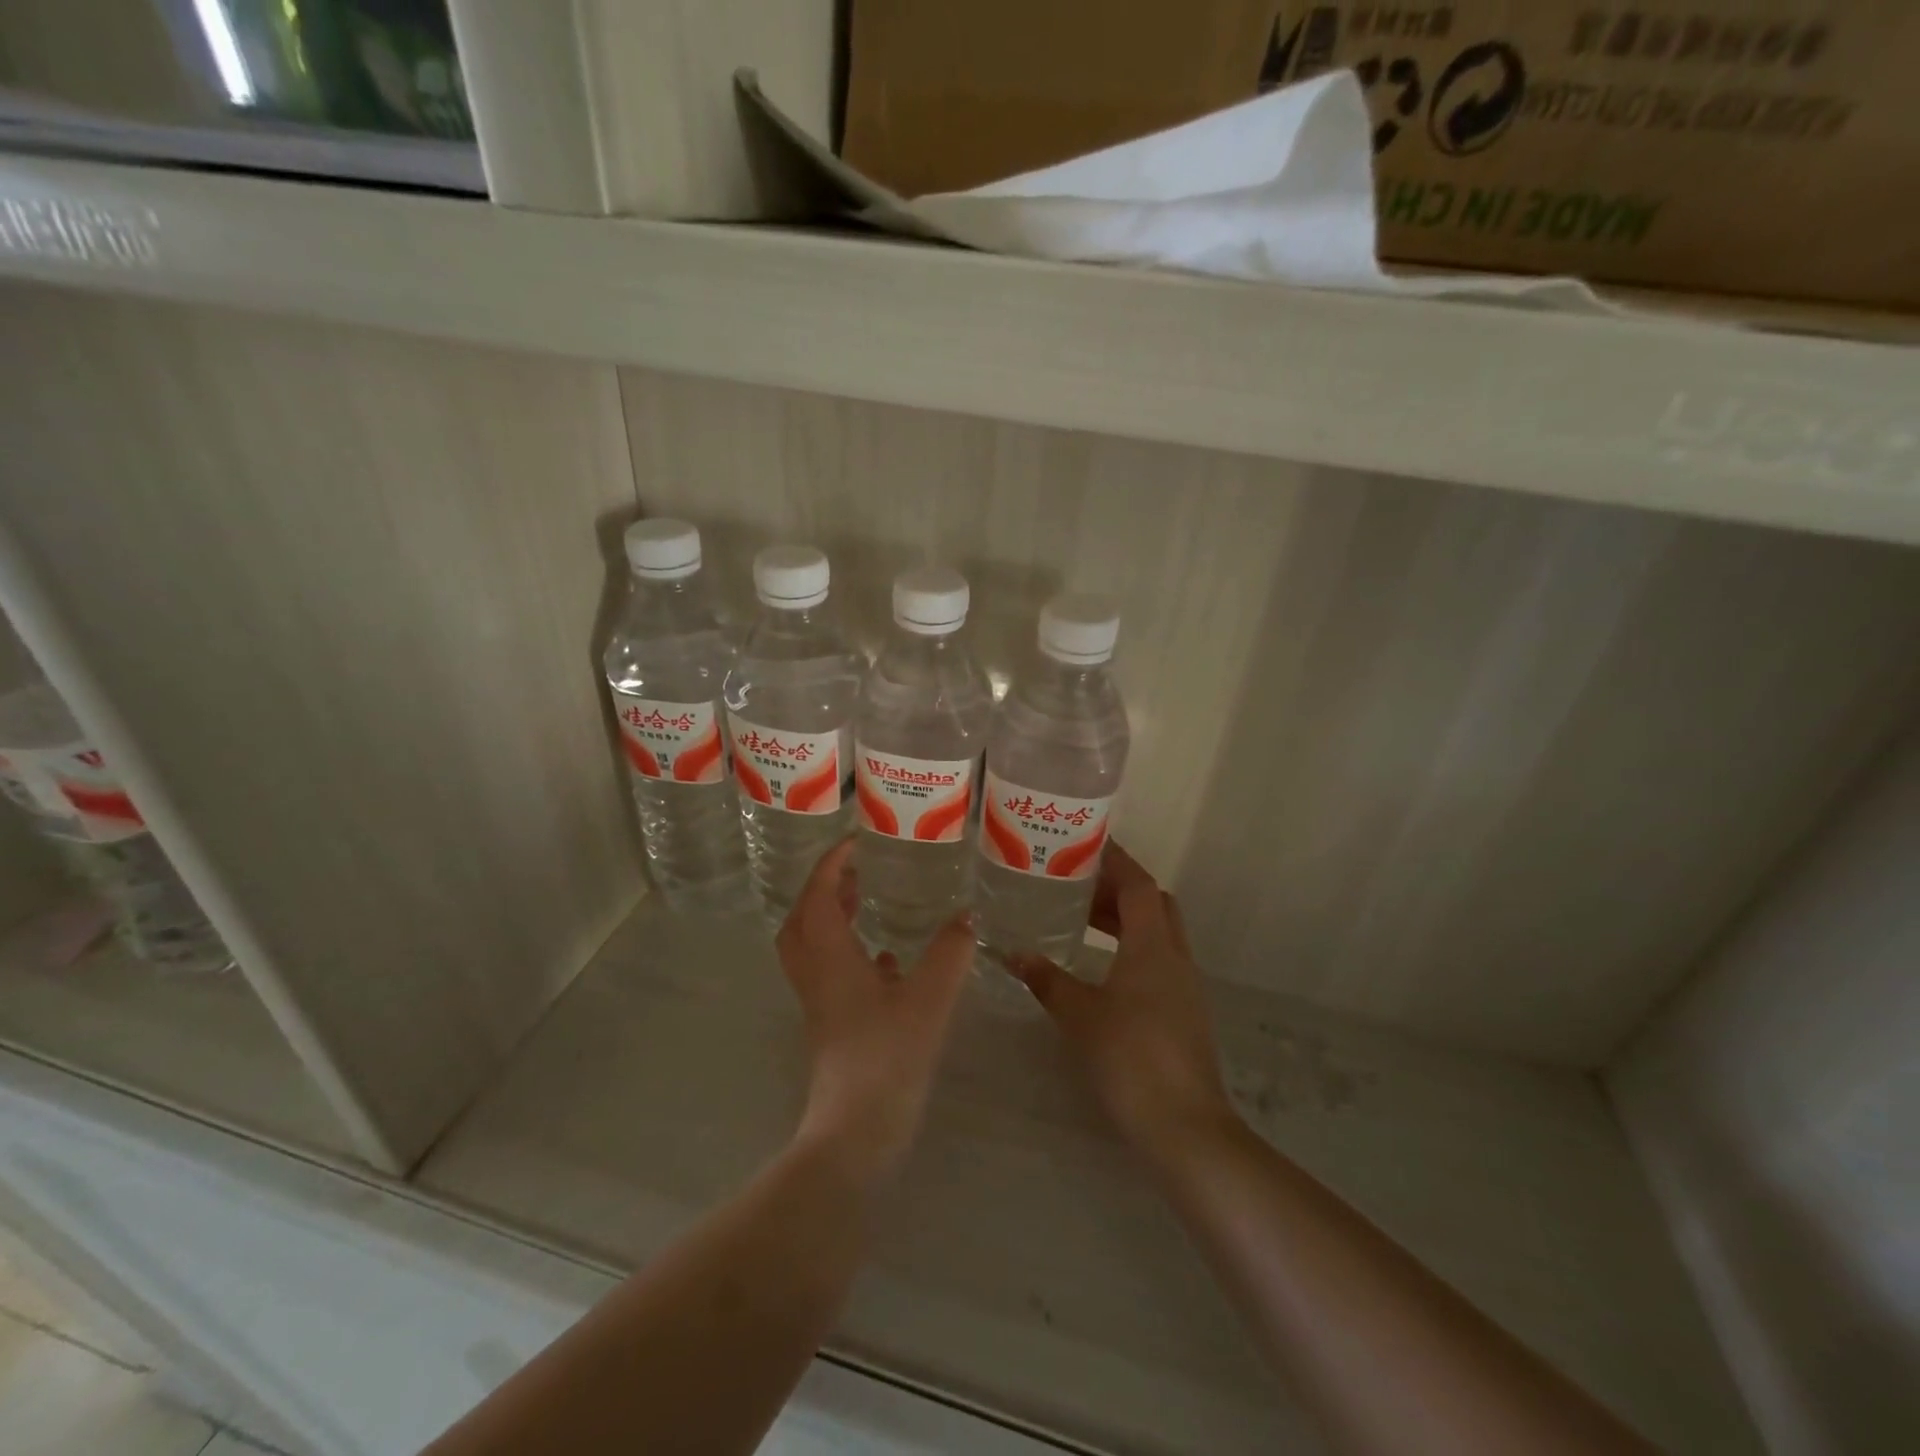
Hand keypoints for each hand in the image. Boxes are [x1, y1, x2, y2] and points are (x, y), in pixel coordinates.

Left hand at [776, 837, 972, 1183]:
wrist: (856, 1131)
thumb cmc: (887, 1056)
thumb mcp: (929, 997)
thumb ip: (950, 953)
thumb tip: (967, 916)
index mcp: (829, 957)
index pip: (818, 896)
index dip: (831, 864)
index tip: (855, 841)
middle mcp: (816, 975)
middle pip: (802, 920)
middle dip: (822, 888)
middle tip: (854, 870)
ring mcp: (821, 1004)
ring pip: (814, 948)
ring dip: (831, 919)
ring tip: (864, 901)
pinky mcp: (833, 1026)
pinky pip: (832, 975)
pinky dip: (851, 955)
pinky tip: (889, 961)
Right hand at [1013, 843, 1237, 1166]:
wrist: (1184, 1126)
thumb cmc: (1130, 1058)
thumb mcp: (1080, 1015)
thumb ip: (1048, 980)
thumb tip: (1015, 954)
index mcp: (1152, 947)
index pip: (1139, 885)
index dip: (1116, 861)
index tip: (1087, 845)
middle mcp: (1174, 957)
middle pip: (1154, 904)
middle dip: (1119, 888)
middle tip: (1078, 884)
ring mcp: (1184, 986)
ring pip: (1157, 933)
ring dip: (1125, 919)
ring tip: (1082, 919)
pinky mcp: (1183, 1011)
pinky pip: (1158, 960)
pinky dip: (1131, 948)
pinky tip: (1101, 967)